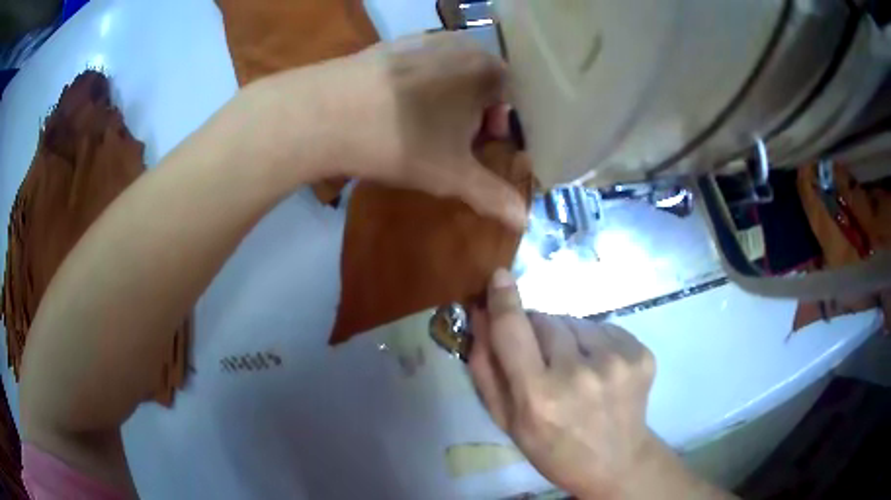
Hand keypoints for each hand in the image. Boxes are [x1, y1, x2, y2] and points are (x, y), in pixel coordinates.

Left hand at [251, 31, 526, 229]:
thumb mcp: (452, 175)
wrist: (324, 113)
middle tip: (447, 141)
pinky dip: (414, 86)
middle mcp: (460, 43)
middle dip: (471, 114)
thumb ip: (493, 195)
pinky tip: (391, 108)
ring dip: (443, 100)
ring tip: (417, 125)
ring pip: (448, 73)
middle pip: (480, 83)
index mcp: (486, 69)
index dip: (496, 128)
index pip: (510, 99)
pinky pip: (417, 66)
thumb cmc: (400, 141)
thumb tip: (525, 221)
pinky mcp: (389, 44)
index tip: (475, 148)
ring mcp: (422, 38)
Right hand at [469, 269, 657, 498]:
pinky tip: (597, 369)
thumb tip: (479, 315)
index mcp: (539, 396)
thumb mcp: (507, 421)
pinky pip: (602, 327)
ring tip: (573, 368)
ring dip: (566, 337)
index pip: (514, 331)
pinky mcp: (640, 352)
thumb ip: (486, 369)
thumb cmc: (553, 448)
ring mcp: (616, 360)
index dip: (504, 300)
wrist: (617, 461)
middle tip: (543, 362)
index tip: (499, 276)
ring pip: (574, 321)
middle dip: (536, 332)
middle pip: (545, 320)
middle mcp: (580, 373)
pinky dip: (593, 341)